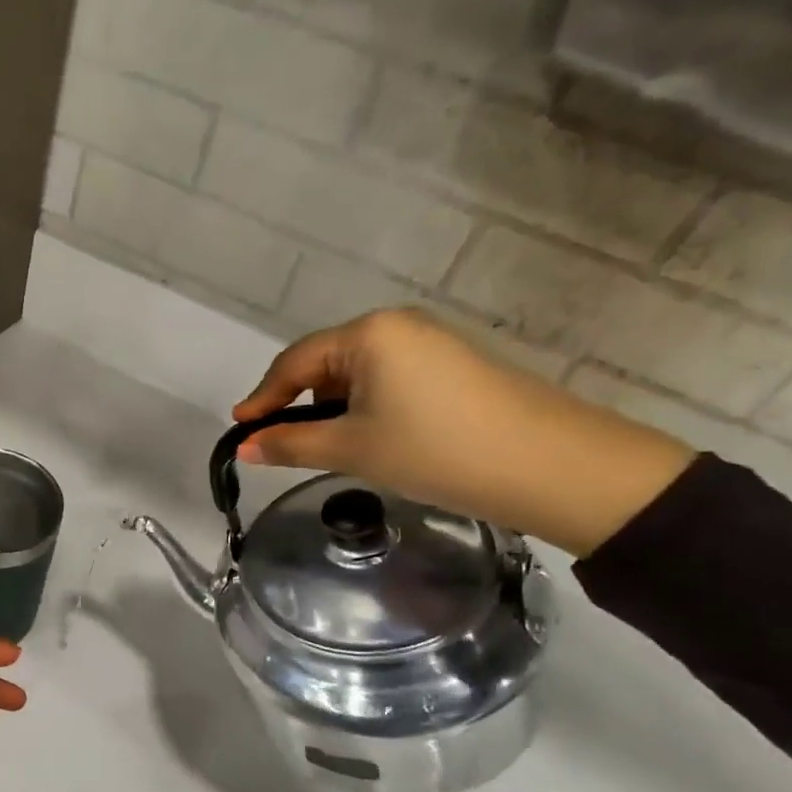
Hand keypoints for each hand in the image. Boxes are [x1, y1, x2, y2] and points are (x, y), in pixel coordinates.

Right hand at [234, 308, 694, 557]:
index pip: (294, 362)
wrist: (551, 466)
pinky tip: (377, 438)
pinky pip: (390, 379)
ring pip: (358, 373)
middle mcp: (397, 325)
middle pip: (325, 363)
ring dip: (336, 407)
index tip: (240, 430)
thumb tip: (245, 448)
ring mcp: (431, 342)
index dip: (262, 398)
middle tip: (283, 444)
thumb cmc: (435, 450)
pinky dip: (369, 407)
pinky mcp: (455, 365)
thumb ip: (290, 444)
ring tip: (334, 448)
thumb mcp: (352, 449)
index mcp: (367, 333)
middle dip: (300, 403)